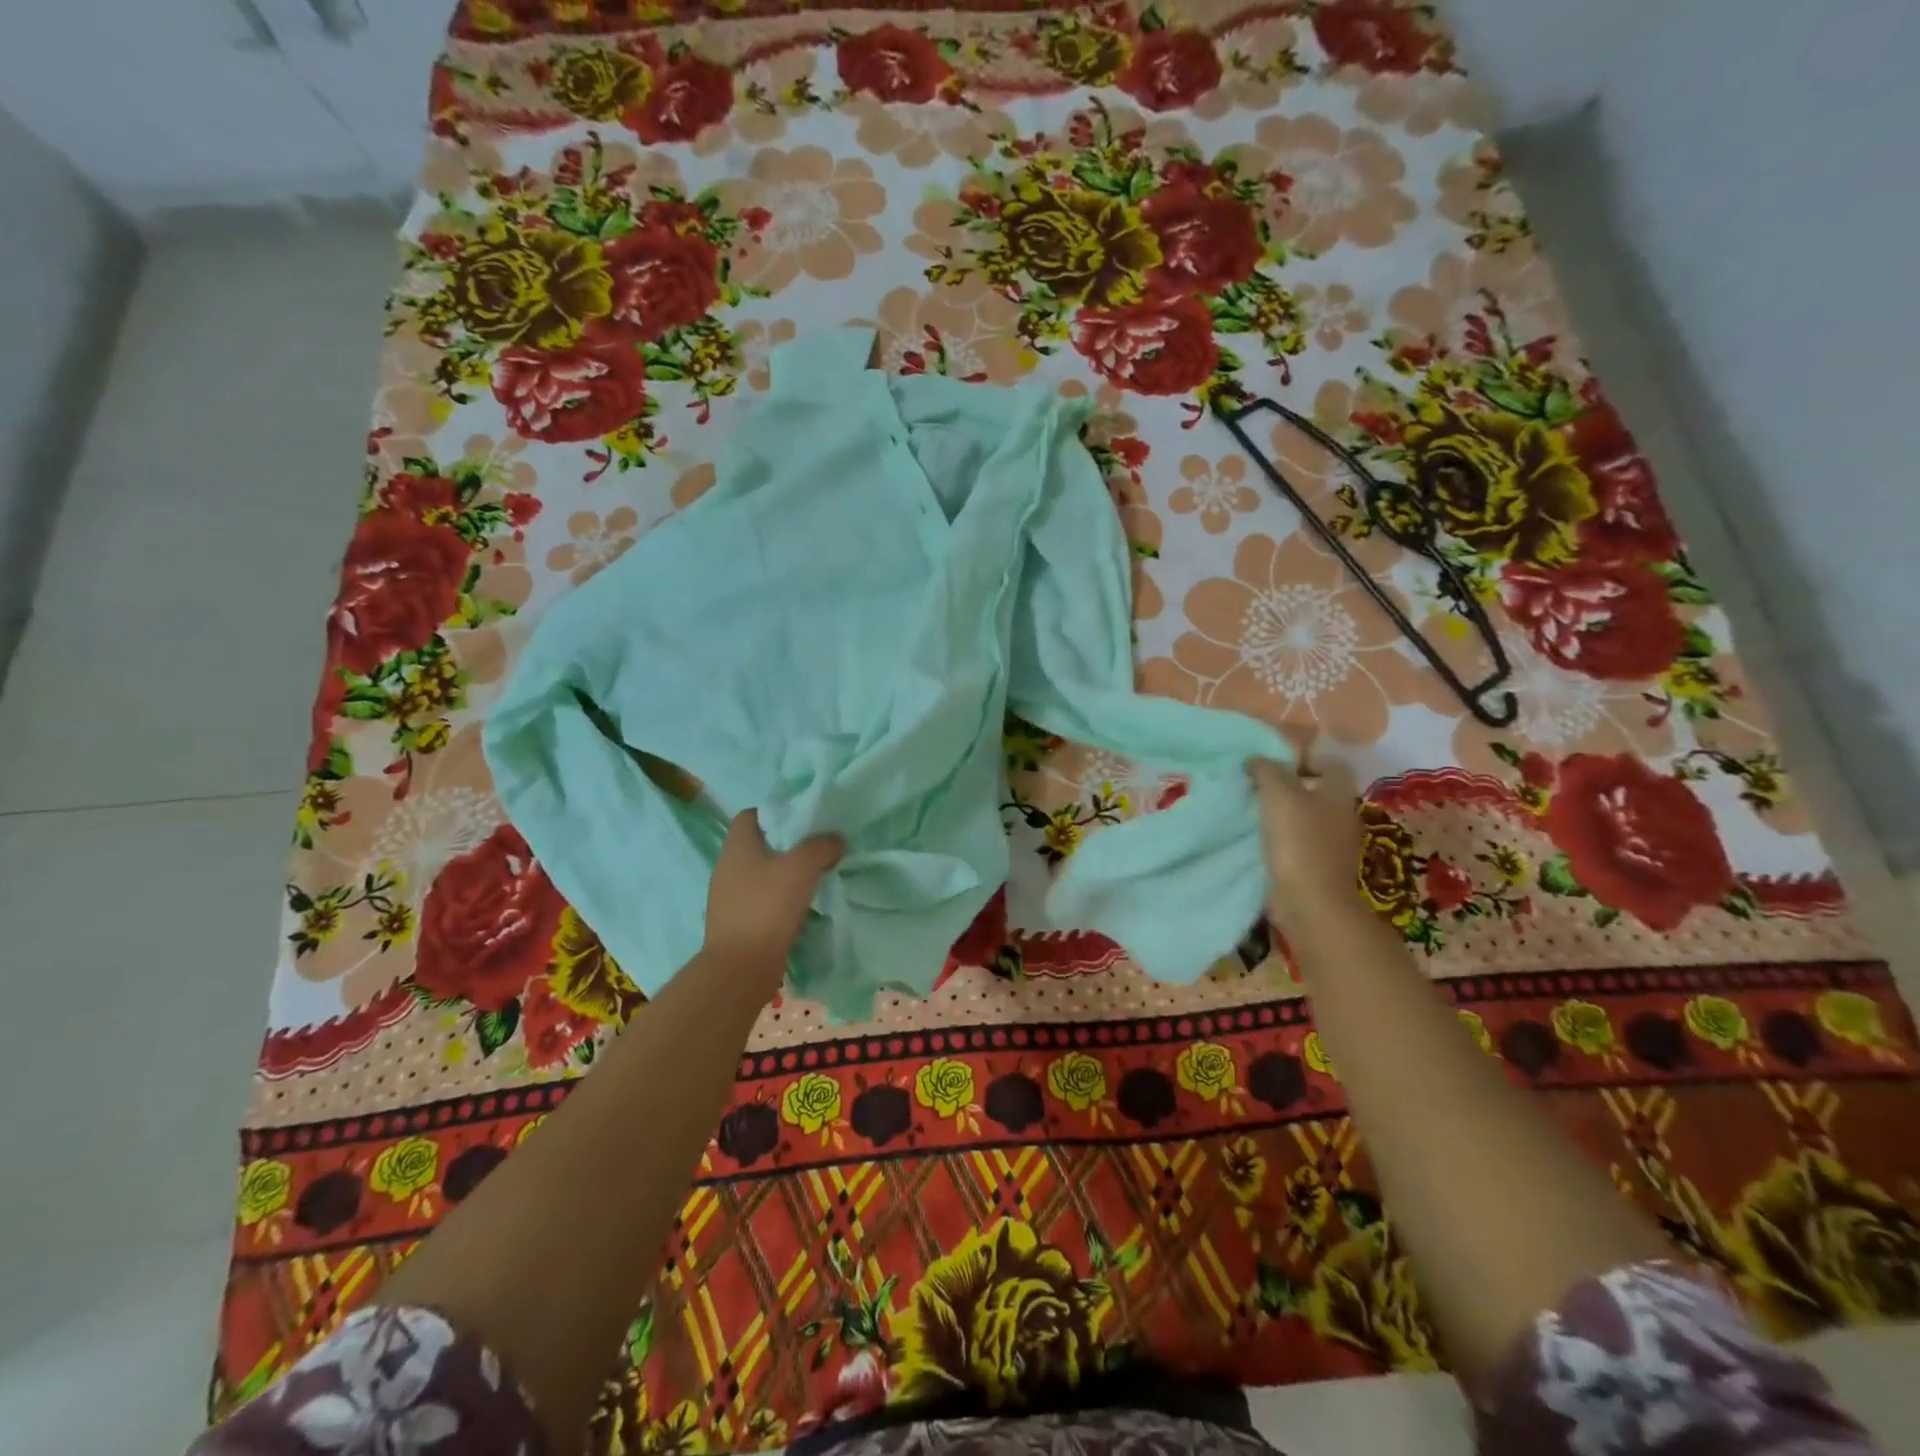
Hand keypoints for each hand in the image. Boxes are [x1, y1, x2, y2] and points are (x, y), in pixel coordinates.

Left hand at [703, 809, 844, 977]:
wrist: (741, 967)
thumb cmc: (768, 906)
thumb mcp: (802, 866)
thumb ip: (822, 846)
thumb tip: (835, 840)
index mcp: (737, 846)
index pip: (750, 815)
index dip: (776, 813)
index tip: (803, 822)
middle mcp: (727, 867)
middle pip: (759, 845)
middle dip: (787, 846)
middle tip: (817, 850)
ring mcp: (728, 897)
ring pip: (762, 875)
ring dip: (785, 876)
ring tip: (815, 879)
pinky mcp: (736, 923)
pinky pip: (762, 901)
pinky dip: (780, 901)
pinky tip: (802, 909)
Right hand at [1248, 757, 1365, 928]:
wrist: (1311, 902)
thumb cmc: (1299, 841)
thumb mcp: (1278, 795)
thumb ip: (1267, 770)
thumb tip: (1255, 759)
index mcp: (1338, 793)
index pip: (1331, 763)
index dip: (1304, 758)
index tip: (1273, 764)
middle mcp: (1342, 815)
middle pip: (1317, 791)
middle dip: (1289, 787)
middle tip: (1256, 787)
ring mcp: (1333, 844)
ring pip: (1307, 818)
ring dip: (1283, 814)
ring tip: (1252, 813)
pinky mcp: (1319, 867)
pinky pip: (1300, 843)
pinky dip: (1282, 839)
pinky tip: (1259, 840)